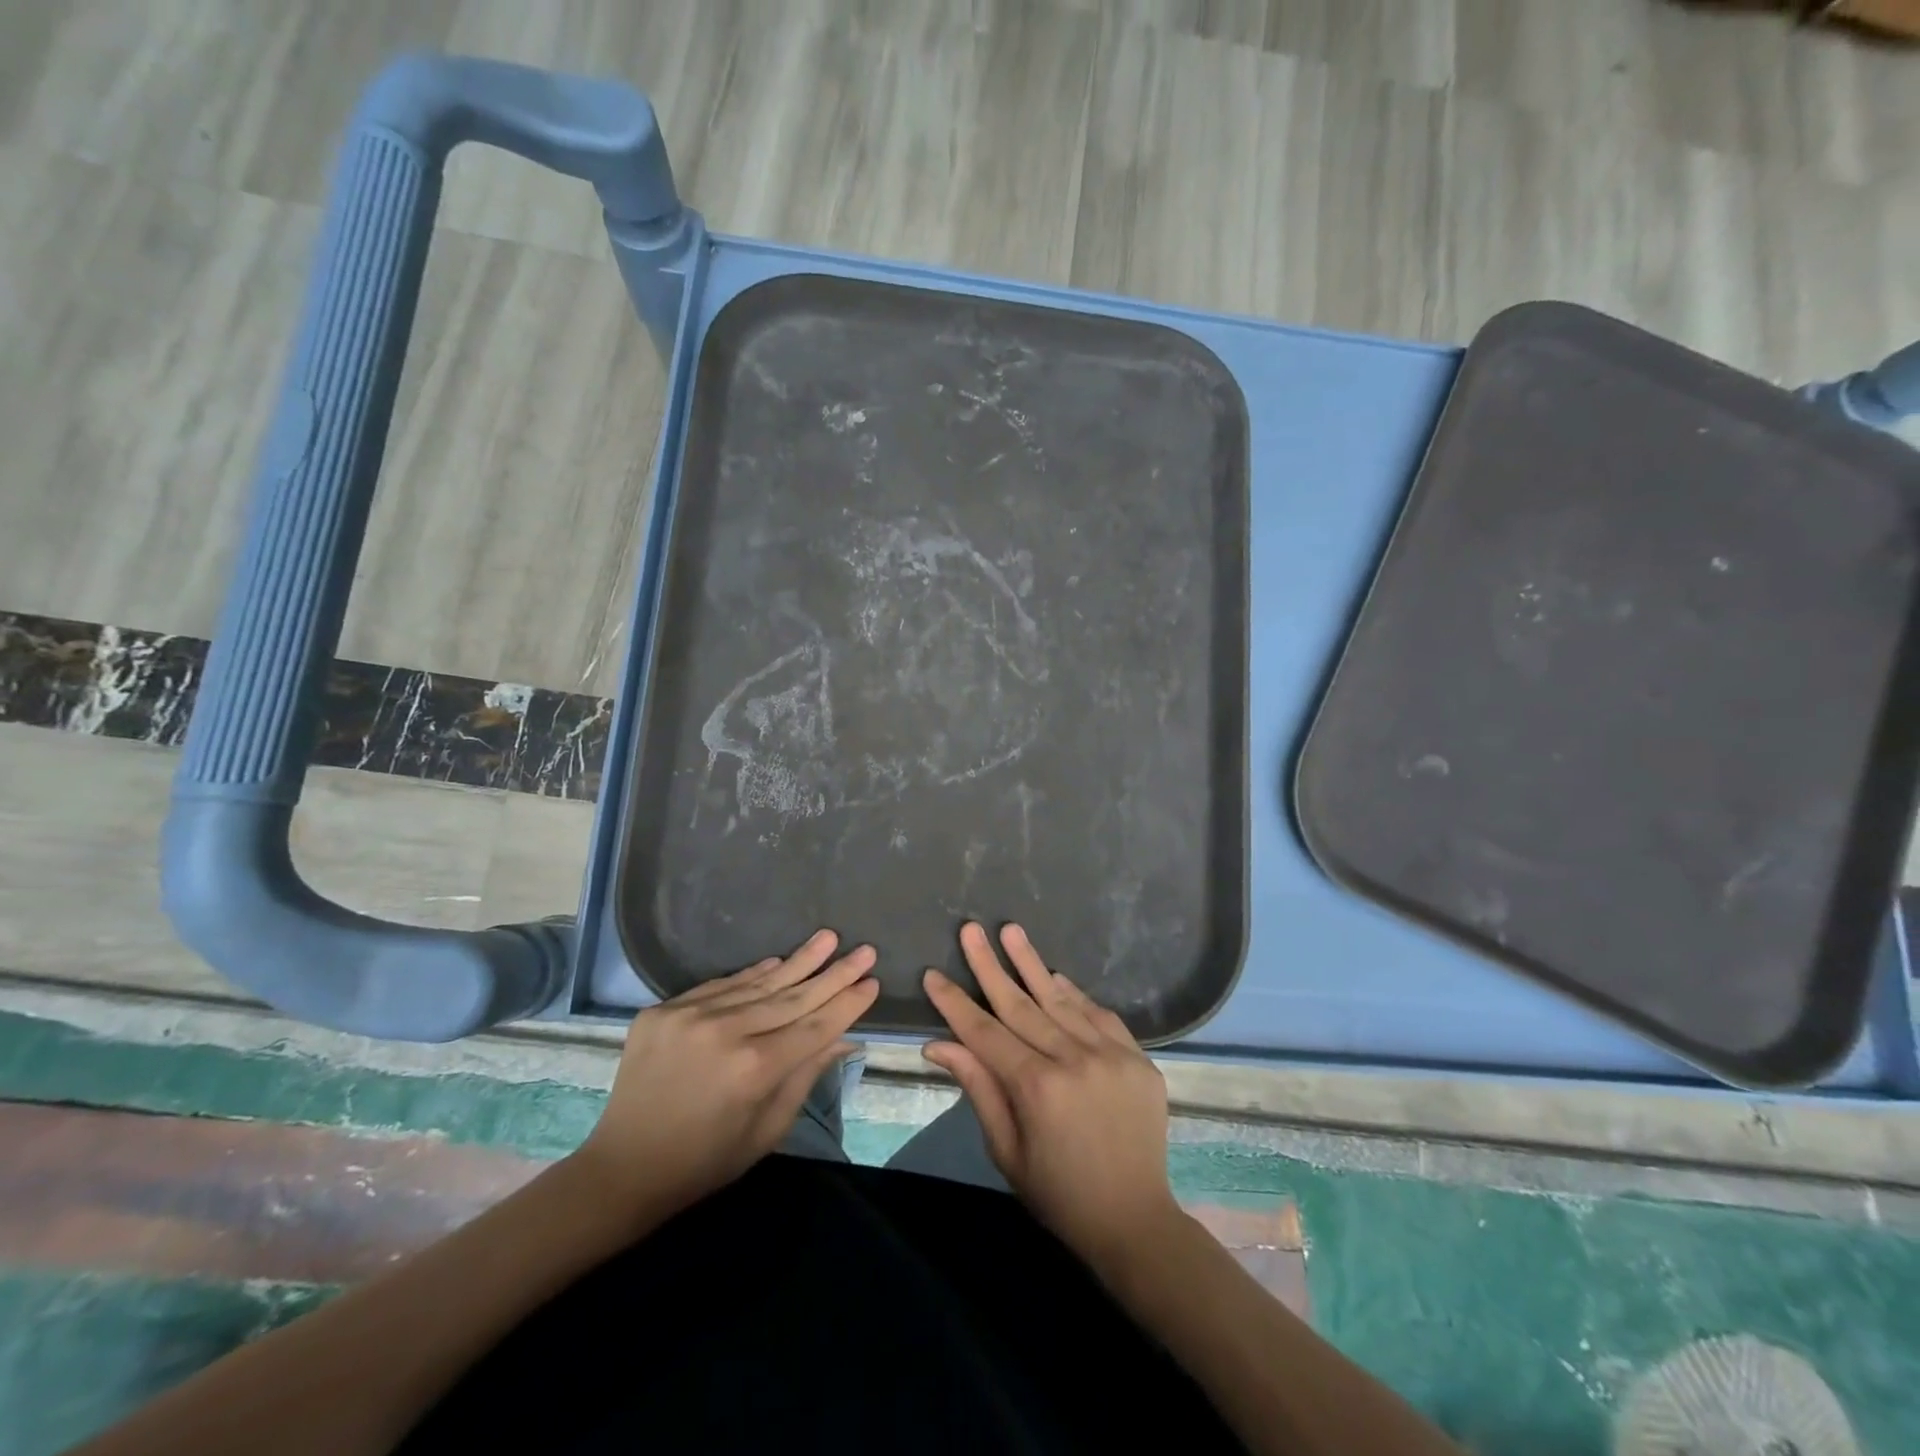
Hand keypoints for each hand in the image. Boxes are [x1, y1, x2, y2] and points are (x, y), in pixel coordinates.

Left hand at [577, 929, 877, 1220]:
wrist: (622, 1169)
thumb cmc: (705, 1162)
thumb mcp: (767, 1131)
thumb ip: (805, 1077)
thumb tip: (844, 1038)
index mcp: (754, 1069)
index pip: (815, 1026)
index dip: (846, 1003)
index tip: (872, 981)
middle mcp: (725, 1032)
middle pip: (792, 997)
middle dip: (833, 973)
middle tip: (864, 949)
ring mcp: (691, 1015)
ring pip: (757, 983)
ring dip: (797, 962)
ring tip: (828, 938)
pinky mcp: (663, 1010)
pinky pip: (720, 986)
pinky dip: (752, 974)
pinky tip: (778, 961)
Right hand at [922, 922, 1181, 1268]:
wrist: (1135, 1221)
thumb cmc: (1058, 1194)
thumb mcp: (1006, 1150)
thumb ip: (978, 1088)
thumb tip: (938, 1044)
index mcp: (1037, 1088)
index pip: (984, 1033)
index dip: (955, 1003)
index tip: (933, 974)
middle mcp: (1074, 1060)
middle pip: (1021, 1004)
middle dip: (990, 965)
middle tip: (971, 929)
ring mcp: (1111, 1055)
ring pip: (1061, 1000)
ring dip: (1032, 964)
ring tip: (1011, 930)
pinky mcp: (1138, 1058)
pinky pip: (1099, 1014)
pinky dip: (1075, 994)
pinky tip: (1055, 976)